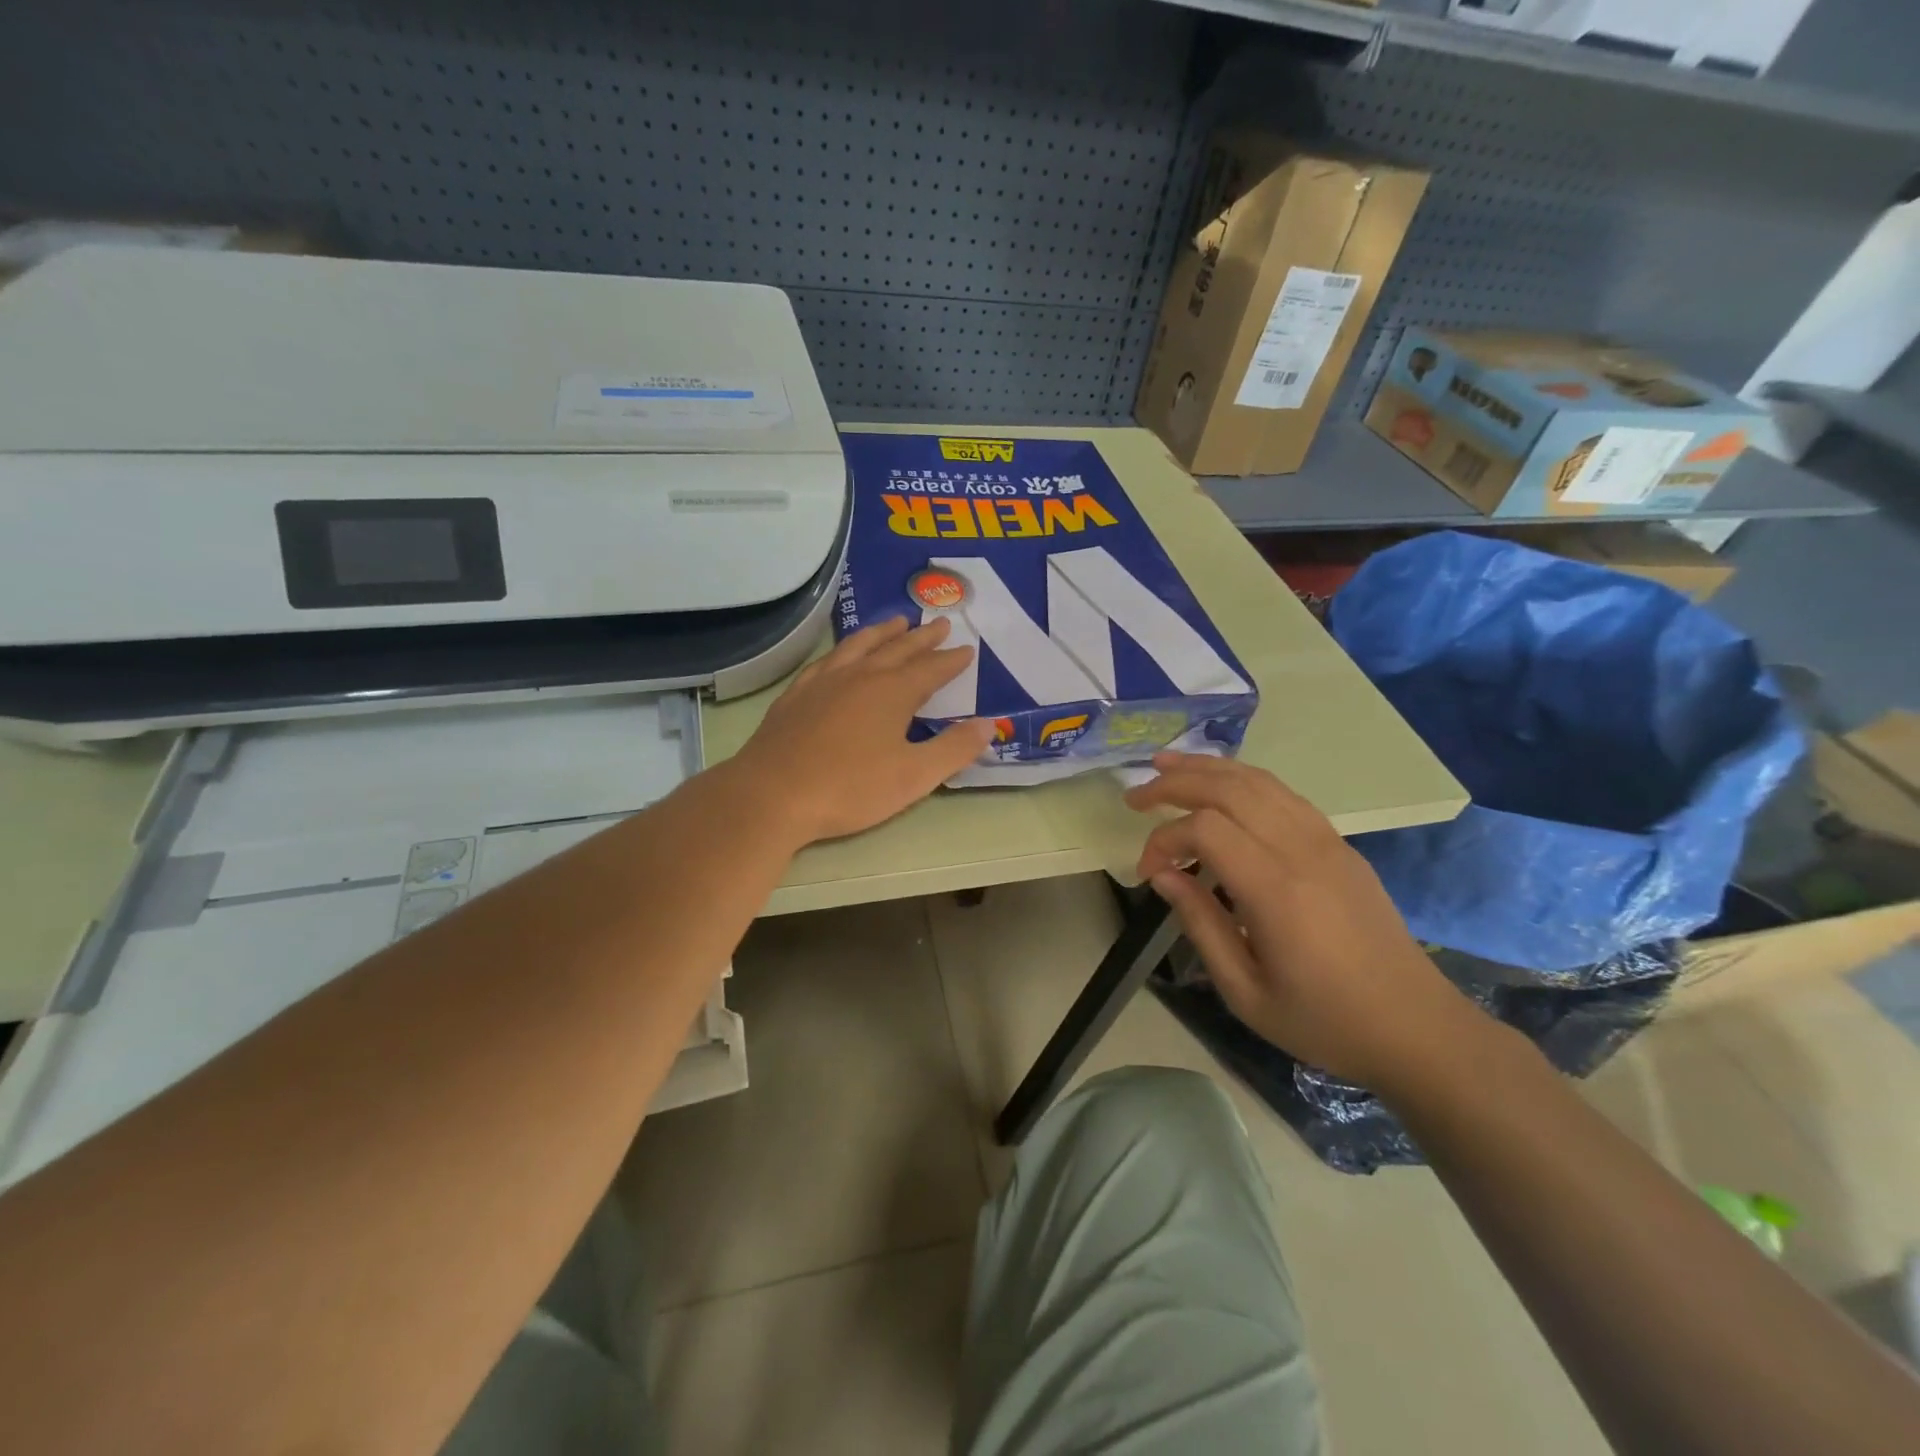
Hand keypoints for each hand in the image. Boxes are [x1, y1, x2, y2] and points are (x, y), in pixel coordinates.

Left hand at [733, 617, 994, 844]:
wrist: (773, 795)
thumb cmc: (850, 788)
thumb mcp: (914, 776)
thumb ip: (954, 749)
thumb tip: (989, 724)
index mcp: (893, 692)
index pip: (931, 669)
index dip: (951, 660)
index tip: (967, 650)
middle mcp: (860, 676)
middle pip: (898, 649)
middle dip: (922, 638)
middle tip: (940, 624)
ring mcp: (824, 682)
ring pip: (860, 646)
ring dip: (882, 633)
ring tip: (896, 622)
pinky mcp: (796, 695)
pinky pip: (827, 660)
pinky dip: (843, 651)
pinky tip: (841, 655)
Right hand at [1125, 752, 1475, 1089]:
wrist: (1416, 1029)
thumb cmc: (1324, 1021)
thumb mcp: (1245, 991)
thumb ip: (1200, 923)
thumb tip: (1162, 874)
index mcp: (1277, 891)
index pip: (1206, 830)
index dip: (1164, 840)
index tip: (1147, 871)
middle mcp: (1302, 850)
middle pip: (1230, 789)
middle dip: (1175, 782)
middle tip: (1136, 796)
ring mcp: (1327, 841)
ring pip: (1259, 781)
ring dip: (1208, 768)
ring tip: (1166, 764)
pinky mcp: (1340, 844)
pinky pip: (1284, 794)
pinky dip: (1243, 779)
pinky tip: (1222, 786)